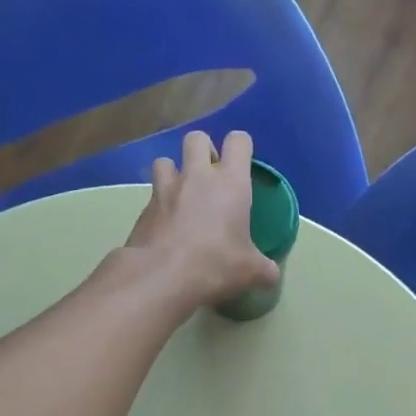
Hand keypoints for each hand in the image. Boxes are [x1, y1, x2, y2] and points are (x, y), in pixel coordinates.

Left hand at [125, 130, 280, 308]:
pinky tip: (165, 226)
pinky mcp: (143, 208)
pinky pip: (151, 195)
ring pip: (165, 160)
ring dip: (174, 171)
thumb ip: (265, 269)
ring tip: (181, 194)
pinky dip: (159, 204)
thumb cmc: (215, 264)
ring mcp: (165, 189)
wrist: (161, 277)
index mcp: (230, 183)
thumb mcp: (251, 272)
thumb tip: (272, 275)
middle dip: (203, 150)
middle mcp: (197, 176)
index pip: (238, 141)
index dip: (241, 147)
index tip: (243, 163)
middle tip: (210, 176)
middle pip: (197, 138)